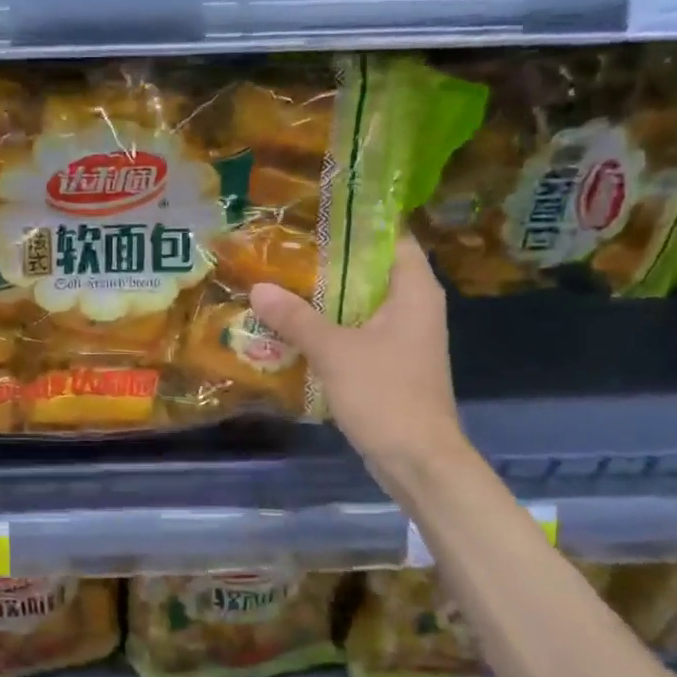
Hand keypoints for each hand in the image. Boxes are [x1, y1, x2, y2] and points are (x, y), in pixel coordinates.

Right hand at [248, 236, 464, 467]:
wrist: (418, 461)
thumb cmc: (385, 395)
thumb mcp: (334, 351)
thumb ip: (296, 318)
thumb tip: (258, 288)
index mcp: (414, 292)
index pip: (392, 238)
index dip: (358, 222)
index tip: (317, 215)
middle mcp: (414, 308)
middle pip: (372, 270)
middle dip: (330, 261)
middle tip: (286, 249)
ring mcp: (403, 338)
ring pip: (362, 304)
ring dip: (326, 297)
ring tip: (281, 282)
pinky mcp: (390, 364)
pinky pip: (358, 332)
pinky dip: (331, 327)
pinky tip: (295, 327)